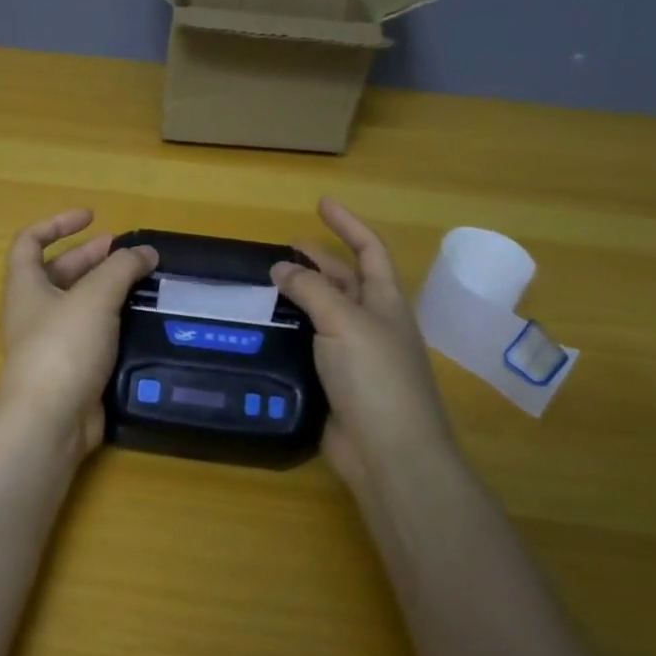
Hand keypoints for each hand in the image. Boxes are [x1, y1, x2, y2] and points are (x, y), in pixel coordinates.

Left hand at [0, 210, 158, 459]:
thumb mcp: (94, 297)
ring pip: (80, 306)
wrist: (50, 422)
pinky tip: (142, 322)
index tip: (92, 218)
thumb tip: (146, 252)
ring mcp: (52, 343)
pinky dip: (114, 324)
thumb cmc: (63, 347)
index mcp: (26, 287)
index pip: (30, 242)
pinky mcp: (72, 370)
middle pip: (59, 273)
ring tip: (144, 284)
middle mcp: (34, 312)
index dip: (57, 224)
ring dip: (108, 291)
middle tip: (127, 253)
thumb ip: (122, 269)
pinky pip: (93, 337)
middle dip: (91, 258)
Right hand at [272, 199, 455, 488]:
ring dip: (301, 296)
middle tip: (283, 249)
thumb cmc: (375, 377)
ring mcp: (356, 355)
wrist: (388, 451)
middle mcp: (373, 323)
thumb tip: (280, 268)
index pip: (369, 250)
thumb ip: (311, 290)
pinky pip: (312, 345)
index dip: (348, 224)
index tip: (322, 204)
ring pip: (325, 313)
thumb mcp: (344, 321)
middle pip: (346, 280)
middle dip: (318, 260)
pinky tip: (268, 330)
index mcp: (385, 302)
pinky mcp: (336, 383)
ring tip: (267, 285)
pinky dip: (292, 332)